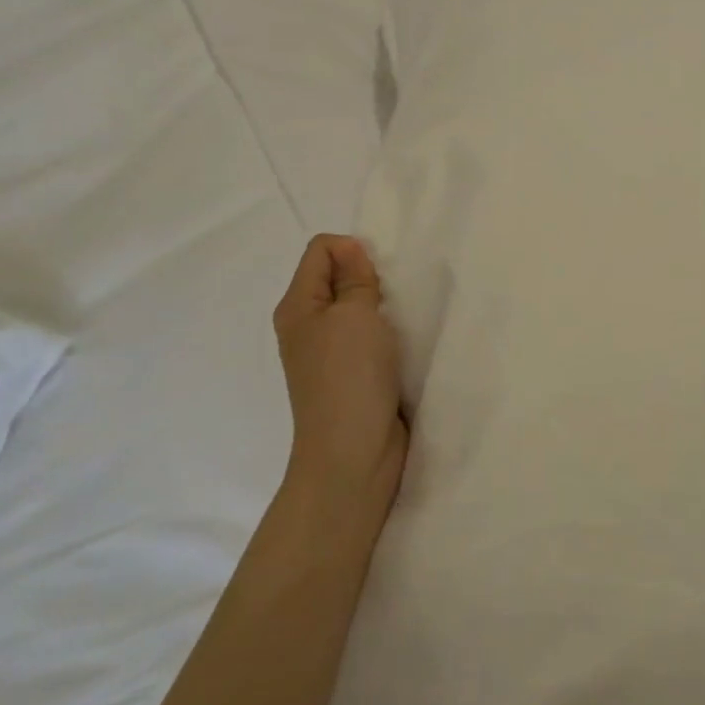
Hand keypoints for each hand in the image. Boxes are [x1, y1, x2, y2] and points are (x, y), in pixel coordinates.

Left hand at [273, 235, 406, 525]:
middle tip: (395, 297)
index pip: (320, 249)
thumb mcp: (354, 315)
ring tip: (405, 320)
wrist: (353, 456)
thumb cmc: (350, 377)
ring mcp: (330, 354)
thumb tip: (349, 248)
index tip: (378, 276)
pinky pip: (371, 337)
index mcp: (298, 306)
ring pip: (358, 308)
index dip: (352, 250)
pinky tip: (407, 343)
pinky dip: (389, 334)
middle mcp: (309, 326)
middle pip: (339, 277)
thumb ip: (354, 277)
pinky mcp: (354, 375)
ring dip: (383, 307)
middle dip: (371, 276)